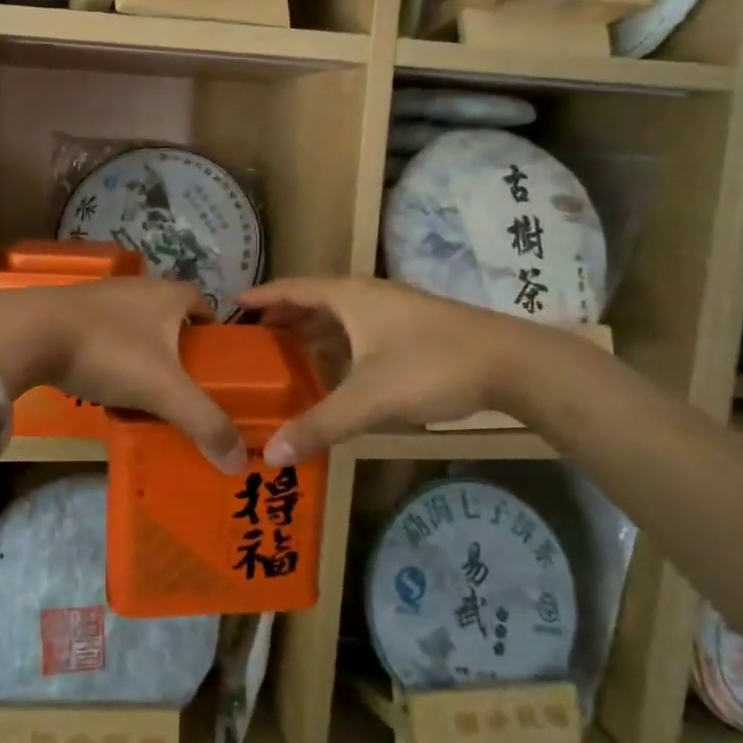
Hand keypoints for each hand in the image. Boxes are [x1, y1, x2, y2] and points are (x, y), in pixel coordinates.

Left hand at [0, 280, 247, 472]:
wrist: (30, 333)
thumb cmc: (109, 351)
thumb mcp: (163, 391)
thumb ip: (203, 423)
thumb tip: (239, 461)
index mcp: (167, 295)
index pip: (202, 303)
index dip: (212, 329)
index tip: (214, 361)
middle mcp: (137, 287)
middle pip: (168, 314)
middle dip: (177, 345)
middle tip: (182, 382)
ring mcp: (100, 296)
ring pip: (134, 324)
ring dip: (142, 350)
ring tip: (144, 388)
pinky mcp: (69, 310)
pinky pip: (103, 332)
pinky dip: (110, 353)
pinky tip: (102, 382)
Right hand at [239, 276, 539, 463]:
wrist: (510, 362)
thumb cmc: (430, 366)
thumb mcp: (369, 398)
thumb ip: (319, 425)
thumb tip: (270, 454)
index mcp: (349, 296)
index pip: (292, 288)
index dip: (262, 297)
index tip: (232, 304)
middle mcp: (367, 295)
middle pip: (314, 300)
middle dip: (283, 317)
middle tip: (252, 341)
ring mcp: (393, 310)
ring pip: (339, 316)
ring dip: (312, 332)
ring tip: (285, 356)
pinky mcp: (412, 328)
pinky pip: (359, 329)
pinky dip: (338, 344)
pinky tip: (335, 370)